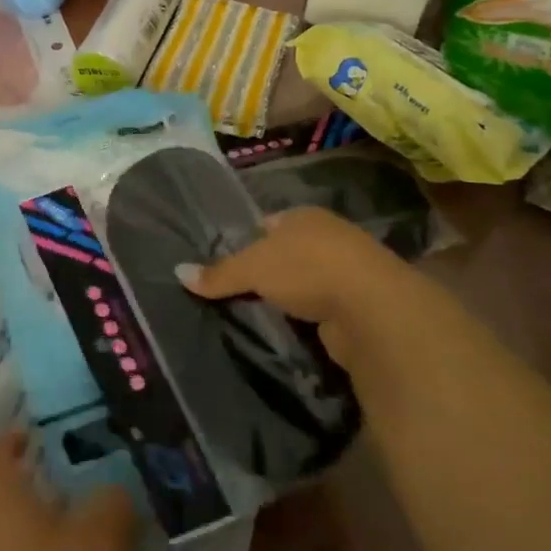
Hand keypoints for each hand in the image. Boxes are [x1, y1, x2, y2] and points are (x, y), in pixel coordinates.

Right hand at [178, 206, 481, 375]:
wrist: (372, 310)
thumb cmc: (308, 269)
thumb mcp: (253, 267)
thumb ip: (219, 273)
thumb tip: (178, 272)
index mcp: (304, 217)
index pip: (268, 224)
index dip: (247, 242)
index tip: (225, 266)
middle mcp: (329, 238)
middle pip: (287, 254)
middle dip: (267, 273)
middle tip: (235, 295)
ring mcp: (348, 274)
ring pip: (305, 285)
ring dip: (289, 300)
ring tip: (257, 317)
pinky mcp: (358, 308)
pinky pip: (320, 312)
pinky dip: (306, 322)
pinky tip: (287, 333)